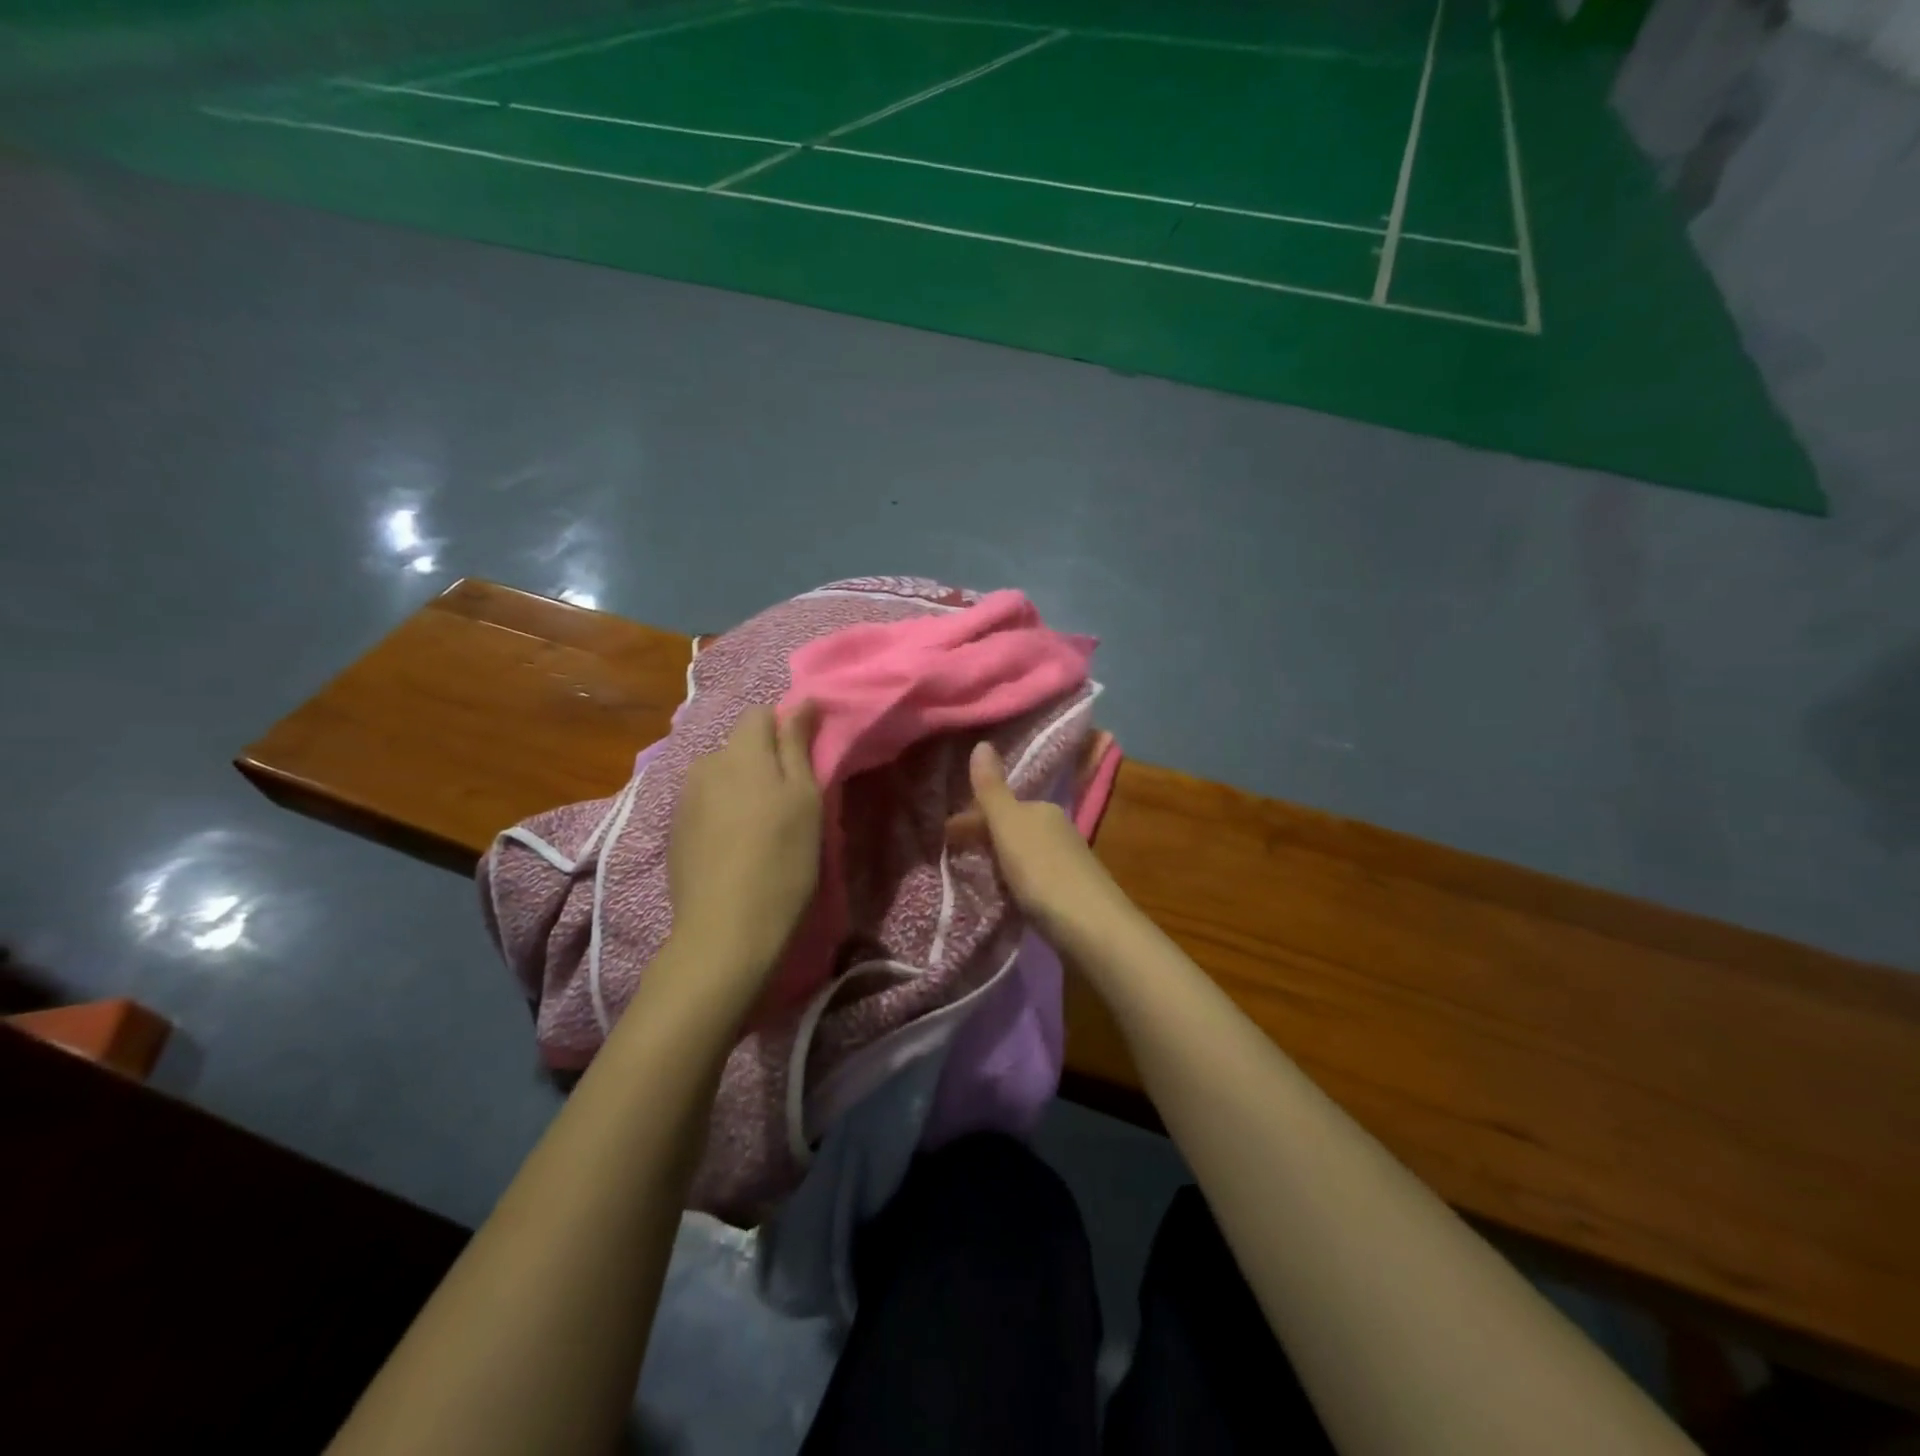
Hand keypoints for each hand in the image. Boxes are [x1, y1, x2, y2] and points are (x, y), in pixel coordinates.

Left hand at [666, 703, 822, 986]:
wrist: (725, 930)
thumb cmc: (782, 861)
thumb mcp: (805, 799)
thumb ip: (798, 745)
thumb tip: (801, 700)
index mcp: (740, 752)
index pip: (761, 714)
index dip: (786, 731)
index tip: (805, 763)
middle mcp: (705, 764)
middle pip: (739, 746)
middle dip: (764, 761)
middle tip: (789, 802)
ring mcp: (684, 798)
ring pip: (721, 775)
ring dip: (742, 787)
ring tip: (761, 827)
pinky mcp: (674, 829)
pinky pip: (705, 803)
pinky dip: (723, 812)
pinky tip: (735, 846)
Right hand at [953, 740, 1126, 950]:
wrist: (1093, 928)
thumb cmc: (1044, 872)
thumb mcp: (1009, 827)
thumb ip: (992, 790)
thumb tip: (981, 743)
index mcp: (1041, 809)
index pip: (998, 805)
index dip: (969, 819)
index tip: (942, 838)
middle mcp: (1057, 828)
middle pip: (1010, 827)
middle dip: (983, 838)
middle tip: (952, 859)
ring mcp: (1066, 860)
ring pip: (1021, 851)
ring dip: (998, 860)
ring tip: (972, 878)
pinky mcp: (1070, 891)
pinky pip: (1032, 876)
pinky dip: (1013, 880)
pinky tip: (1006, 896)